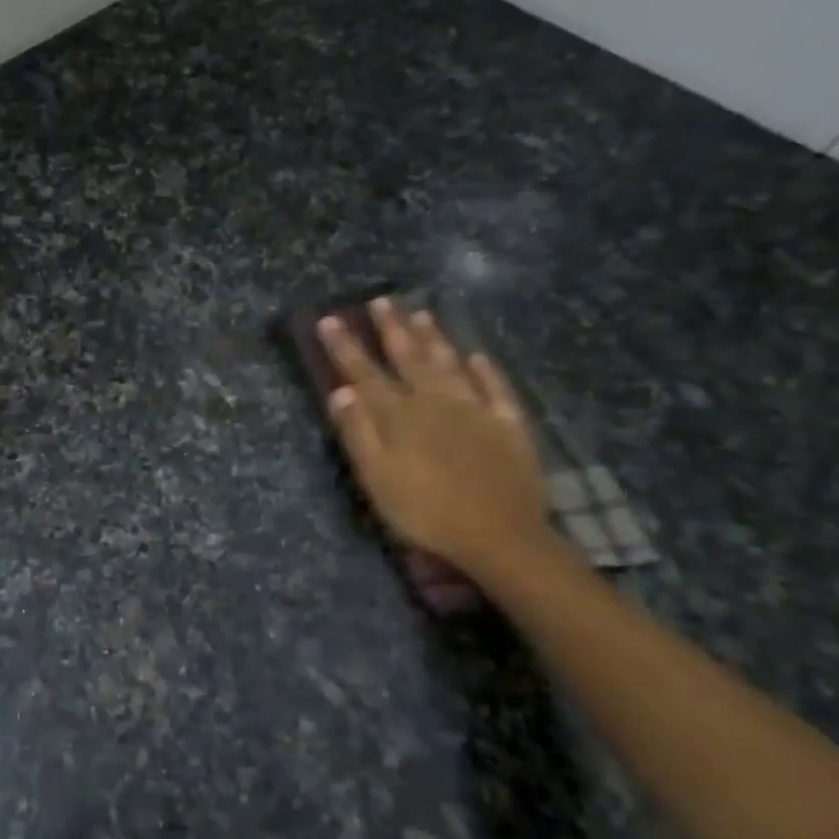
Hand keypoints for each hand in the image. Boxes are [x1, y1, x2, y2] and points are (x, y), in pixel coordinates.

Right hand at [317, 299, 547, 573]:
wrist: (500, 537)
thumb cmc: (426, 512)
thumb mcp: (377, 479)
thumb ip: (359, 433)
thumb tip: (340, 392)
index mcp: (400, 416)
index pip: (365, 373)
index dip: (345, 347)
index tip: (330, 319)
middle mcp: (437, 402)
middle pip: (411, 358)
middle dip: (392, 329)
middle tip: (381, 301)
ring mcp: (477, 410)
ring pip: (451, 364)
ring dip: (435, 338)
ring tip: (421, 313)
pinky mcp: (509, 426)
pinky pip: (496, 388)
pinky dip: (485, 370)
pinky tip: (478, 356)